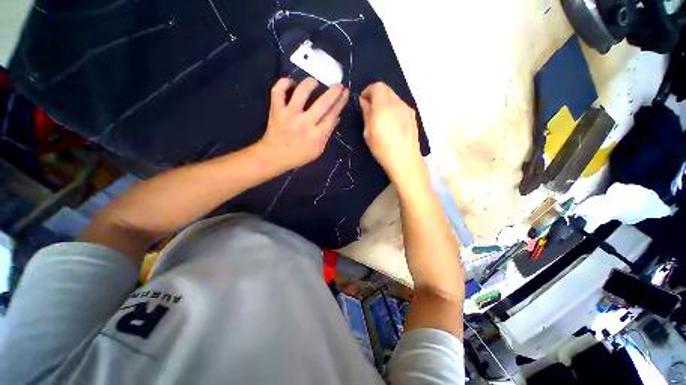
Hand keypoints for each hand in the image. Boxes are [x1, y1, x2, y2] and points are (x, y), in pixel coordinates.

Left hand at [258, 77, 348, 170]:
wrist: (274, 156)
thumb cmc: (299, 155)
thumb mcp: (318, 150)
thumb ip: (327, 133)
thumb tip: (336, 117)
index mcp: (317, 135)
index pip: (332, 115)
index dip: (340, 102)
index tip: (345, 93)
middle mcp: (305, 122)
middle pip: (323, 103)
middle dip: (333, 92)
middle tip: (339, 84)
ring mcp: (290, 114)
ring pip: (301, 92)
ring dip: (310, 83)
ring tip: (315, 82)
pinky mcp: (277, 109)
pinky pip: (278, 90)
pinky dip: (284, 83)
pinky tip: (291, 83)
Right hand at [360, 82, 423, 181]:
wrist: (405, 160)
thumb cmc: (382, 149)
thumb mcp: (368, 133)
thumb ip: (366, 114)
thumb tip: (364, 102)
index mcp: (384, 107)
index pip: (377, 86)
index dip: (368, 91)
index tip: (363, 102)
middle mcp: (397, 103)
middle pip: (386, 89)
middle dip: (376, 95)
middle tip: (370, 109)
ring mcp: (407, 109)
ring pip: (394, 97)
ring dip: (385, 101)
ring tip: (380, 118)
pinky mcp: (413, 116)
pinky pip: (400, 105)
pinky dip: (393, 108)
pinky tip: (391, 123)